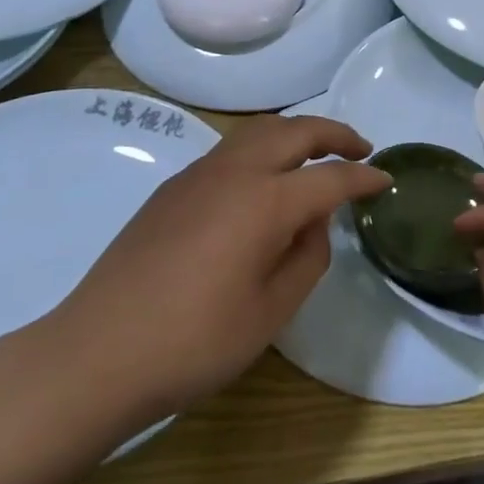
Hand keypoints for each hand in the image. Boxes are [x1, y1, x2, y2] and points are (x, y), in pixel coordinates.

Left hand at [47, 115, 388, 436]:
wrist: (97, 353)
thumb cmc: (194, 342)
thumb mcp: (270, 312)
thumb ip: (307, 259)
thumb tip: (313, 223)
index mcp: (265, 201)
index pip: (329, 177)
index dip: (363, 177)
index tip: (386, 180)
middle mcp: (234, 171)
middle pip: (295, 131)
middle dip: (334, 133)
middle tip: (360, 150)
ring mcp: (198, 174)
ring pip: (259, 130)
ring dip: (296, 133)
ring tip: (317, 155)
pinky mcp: (173, 188)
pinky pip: (231, 149)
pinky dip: (263, 148)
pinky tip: (264, 181)